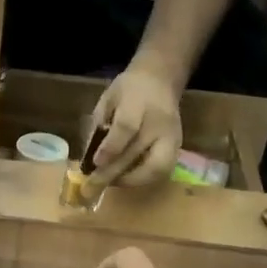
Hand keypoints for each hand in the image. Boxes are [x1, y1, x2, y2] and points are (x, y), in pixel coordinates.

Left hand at [89, 64, 182, 187]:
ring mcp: (173, 136)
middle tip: (92, 186)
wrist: (160, 80)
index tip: (94, 164)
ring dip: (131, 181)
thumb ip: (98, 126)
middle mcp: (160, 121)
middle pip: (137, 152)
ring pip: (157, 168)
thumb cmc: (127, 90)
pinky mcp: (178, 147)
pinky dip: (143, 179)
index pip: (126, 127)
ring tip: (110, 184)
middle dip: (112, 173)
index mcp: (138, 101)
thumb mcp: (107, 100)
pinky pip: (163, 171)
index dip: (110, 148)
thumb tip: (88, 159)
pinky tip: (126, 179)